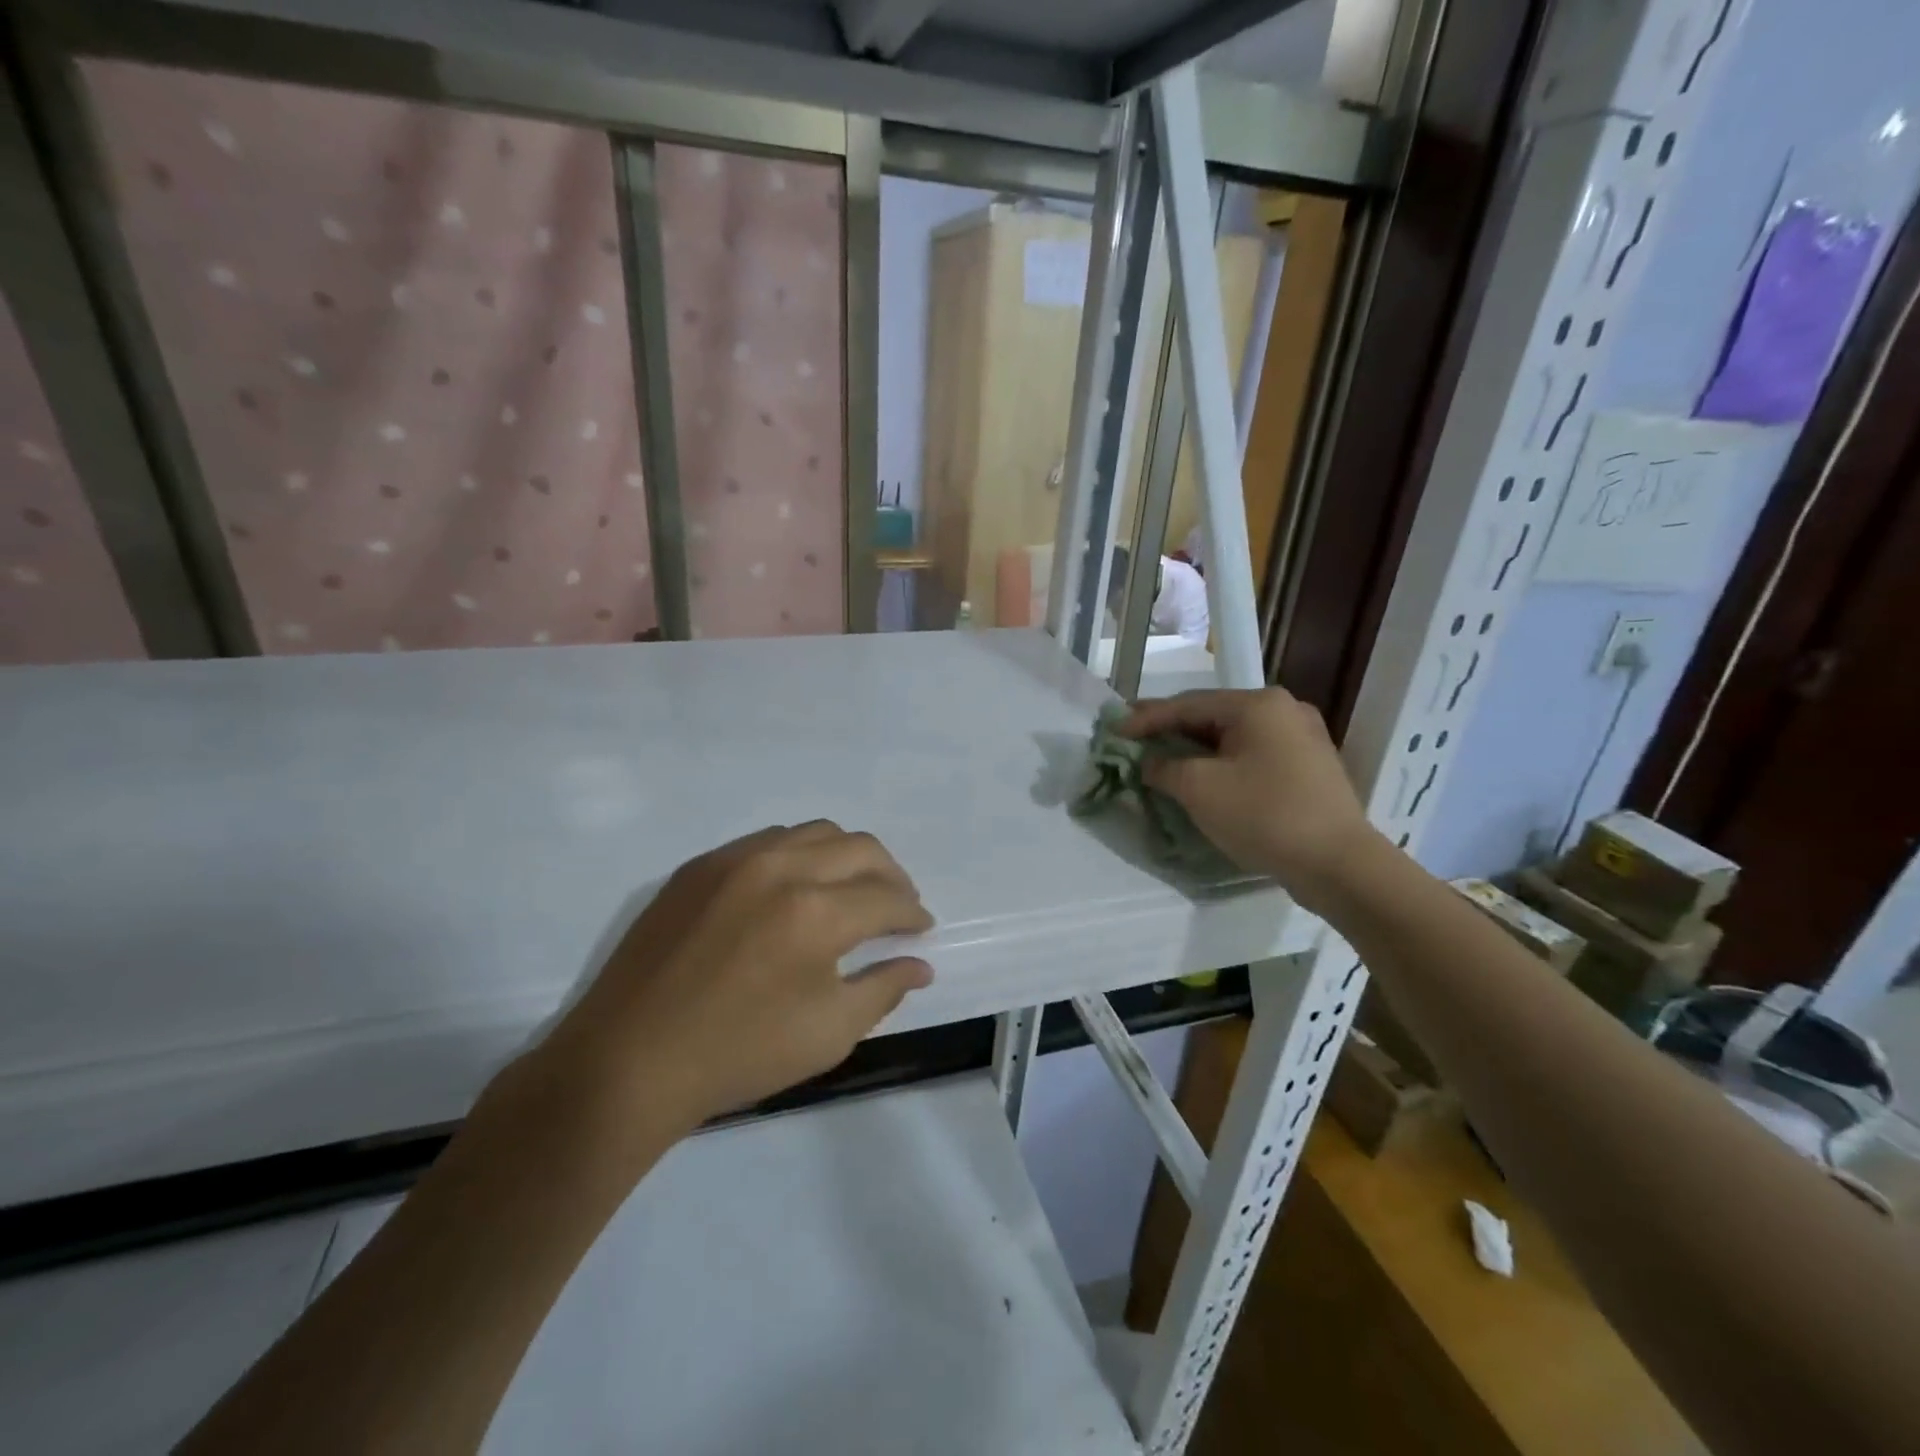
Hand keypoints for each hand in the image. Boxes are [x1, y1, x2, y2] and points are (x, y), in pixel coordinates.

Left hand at [530, 822, 934, 1140]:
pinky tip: (795, 888)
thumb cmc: (738, 1055)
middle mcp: (781, 868)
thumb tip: (920, 964)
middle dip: (891, 875)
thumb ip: (884, 989)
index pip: (887, 897)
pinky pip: (767, 840)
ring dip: (847, 856)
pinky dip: (799, 854)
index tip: (921, 928)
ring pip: (814, 832)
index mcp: (816, 912)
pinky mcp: (699, 865)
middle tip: (898, 905)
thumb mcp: (828, 1033)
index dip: (913, 913)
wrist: (628, 1062)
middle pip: (859, 847)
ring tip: (851, 890)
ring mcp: (734, 859)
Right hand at [1119, 688, 1384, 910]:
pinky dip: (1222, 762)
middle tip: (1134, 739)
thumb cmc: (1264, 816)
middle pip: (1211, 716)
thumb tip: (1150, 762)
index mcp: (1257, 704)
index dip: (1146, 718)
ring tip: (1161, 758)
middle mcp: (1283, 710)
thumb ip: (1164, 767)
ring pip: (1232, 736)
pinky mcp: (1308, 766)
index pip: (1187, 704)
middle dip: (1170, 730)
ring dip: (1195, 748)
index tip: (1113, 730)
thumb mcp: (1200, 789)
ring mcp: (1301, 737)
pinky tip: (1202, 775)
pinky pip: (1252, 754)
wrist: (1339, 865)